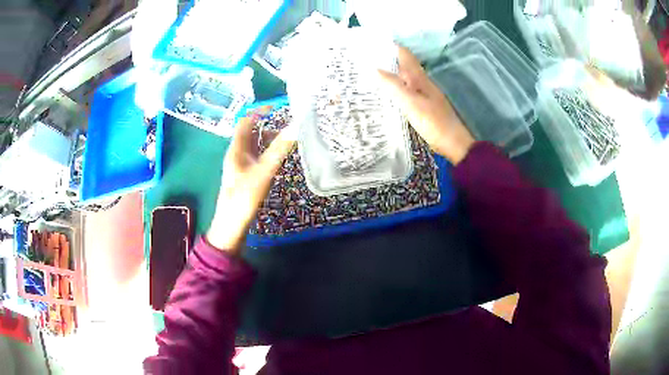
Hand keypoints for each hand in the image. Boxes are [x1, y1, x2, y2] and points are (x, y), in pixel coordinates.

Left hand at [206, 110, 295, 254]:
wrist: (231, 225)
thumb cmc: (244, 196)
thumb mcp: (263, 171)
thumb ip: (279, 150)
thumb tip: (295, 127)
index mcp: (236, 149)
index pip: (245, 121)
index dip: (259, 111)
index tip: (277, 107)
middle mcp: (236, 154)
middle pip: (250, 133)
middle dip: (268, 126)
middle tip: (288, 126)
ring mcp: (240, 166)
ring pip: (254, 146)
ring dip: (268, 141)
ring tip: (287, 141)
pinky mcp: (244, 177)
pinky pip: (256, 158)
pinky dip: (267, 154)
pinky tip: (278, 160)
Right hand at [378, 46, 474, 163]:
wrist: (454, 142)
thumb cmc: (433, 122)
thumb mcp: (411, 103)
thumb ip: (394, 86)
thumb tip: (375, 68)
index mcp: (420, 78)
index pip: (405, 55)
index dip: (391, 46)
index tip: (373, 42)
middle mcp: (422, 82)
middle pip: (404, 64)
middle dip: (388, 58)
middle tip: (367, 56)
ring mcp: (424, 94)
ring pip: (405, 77)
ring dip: (391, 71)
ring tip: (372, 71)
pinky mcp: (424, 105)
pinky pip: (407, 89)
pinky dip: (396, 86)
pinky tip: (388, 91)